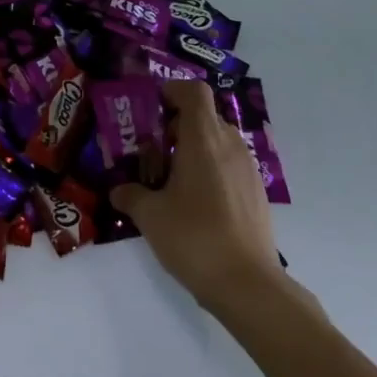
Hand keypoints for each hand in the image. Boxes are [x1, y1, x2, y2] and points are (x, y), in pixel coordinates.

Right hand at [110, 81, 285, 313]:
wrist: (248, 285)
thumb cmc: (194, 237)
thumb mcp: (150, 216)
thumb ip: (130, 195)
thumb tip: (118, 190)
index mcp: (203, 138)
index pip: (194, 91)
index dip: (172, 91)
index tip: (151, 109)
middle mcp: (230, 144)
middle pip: (204, 115)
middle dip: (177, 125)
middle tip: (152, 150)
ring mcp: (248, 168)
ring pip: (219, 141)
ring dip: (195, 148)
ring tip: (171, 179)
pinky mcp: (257, 192)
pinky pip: (230, 164)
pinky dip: (211, 170)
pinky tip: (195, 203)